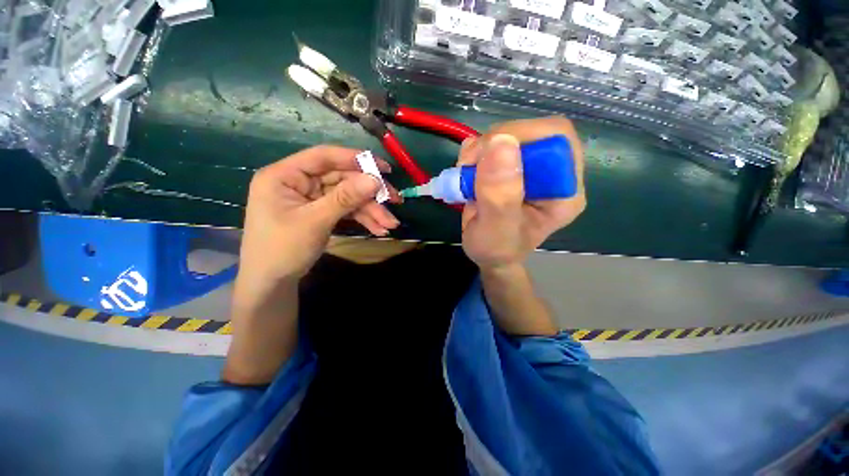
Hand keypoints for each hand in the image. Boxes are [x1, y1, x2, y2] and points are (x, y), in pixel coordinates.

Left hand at [236, 146, 400, 304]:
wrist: (272, 282)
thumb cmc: (283, 249)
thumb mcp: (315, 221)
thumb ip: (345, 198)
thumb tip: (375, 180)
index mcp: (285, 175)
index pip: (324, 157)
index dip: (355, 159)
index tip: (383, 168)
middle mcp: (300, 182)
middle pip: (342, 179)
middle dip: (370, 193)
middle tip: (395, 200)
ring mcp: (312, 198)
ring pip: (348, 196)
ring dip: (370, 210)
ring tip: (390, 224)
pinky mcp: (322, 211)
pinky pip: (346, 210)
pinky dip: (362, 219)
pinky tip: (378, 228)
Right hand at [458, 116, 585, 269]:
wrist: (489, 254)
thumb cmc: (496, 249)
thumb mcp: (496, 231)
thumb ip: (499, 196)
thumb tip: (500, 143)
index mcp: (564, 191)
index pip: (557, 140)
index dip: (522, 137)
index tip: (486, 157)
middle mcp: (553, 174)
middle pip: (532, 132)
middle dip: (494, 143)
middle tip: (469, 165)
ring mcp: (531, 169)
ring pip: (510, 135)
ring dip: (480, 148)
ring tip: (465, 172)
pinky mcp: (512, 166)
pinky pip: (495, 143)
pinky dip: (475, 151)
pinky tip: (466, 170)